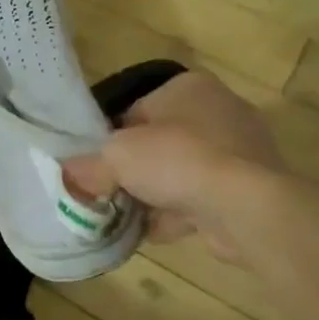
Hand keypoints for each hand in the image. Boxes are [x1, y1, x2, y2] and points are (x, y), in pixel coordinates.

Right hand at [63, 69, 286, 259]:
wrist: (245, 207)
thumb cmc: (177, 160)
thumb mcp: (116, 157)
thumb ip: (89, 165)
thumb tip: (69, 176)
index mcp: (188, 87)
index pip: (137, 109)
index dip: (112, 137)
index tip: (98, 163)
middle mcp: (219, 110)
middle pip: (159, 141)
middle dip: (135, 169)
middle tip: (110, 190)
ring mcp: (239, 151)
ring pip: (180, 171)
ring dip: (156, 194)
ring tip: (128, 215)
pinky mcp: (249, 188)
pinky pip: (202, 197)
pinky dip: (179, 213)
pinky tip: (156, 232)